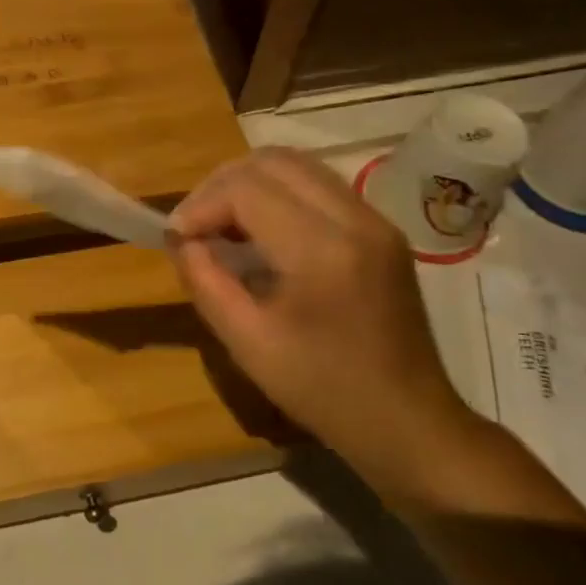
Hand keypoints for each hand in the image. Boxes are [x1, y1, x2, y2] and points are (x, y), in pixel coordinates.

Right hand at [169, 148, 481, 496]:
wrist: (408, 423)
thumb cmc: (324, 391)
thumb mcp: (247, 343)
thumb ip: (205, 281)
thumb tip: (180, 239)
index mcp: (322, 251)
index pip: (246, 189)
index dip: (201, 205)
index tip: (177, 238)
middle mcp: (355, 219)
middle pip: (273, 161)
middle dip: (221, 184)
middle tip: (196, 225)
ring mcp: (375, 220)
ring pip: (298, 165)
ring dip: (250, 184)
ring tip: (223, 224)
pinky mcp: (382, 229)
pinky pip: (319, 185)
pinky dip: (279, 194)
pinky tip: (262, 232)